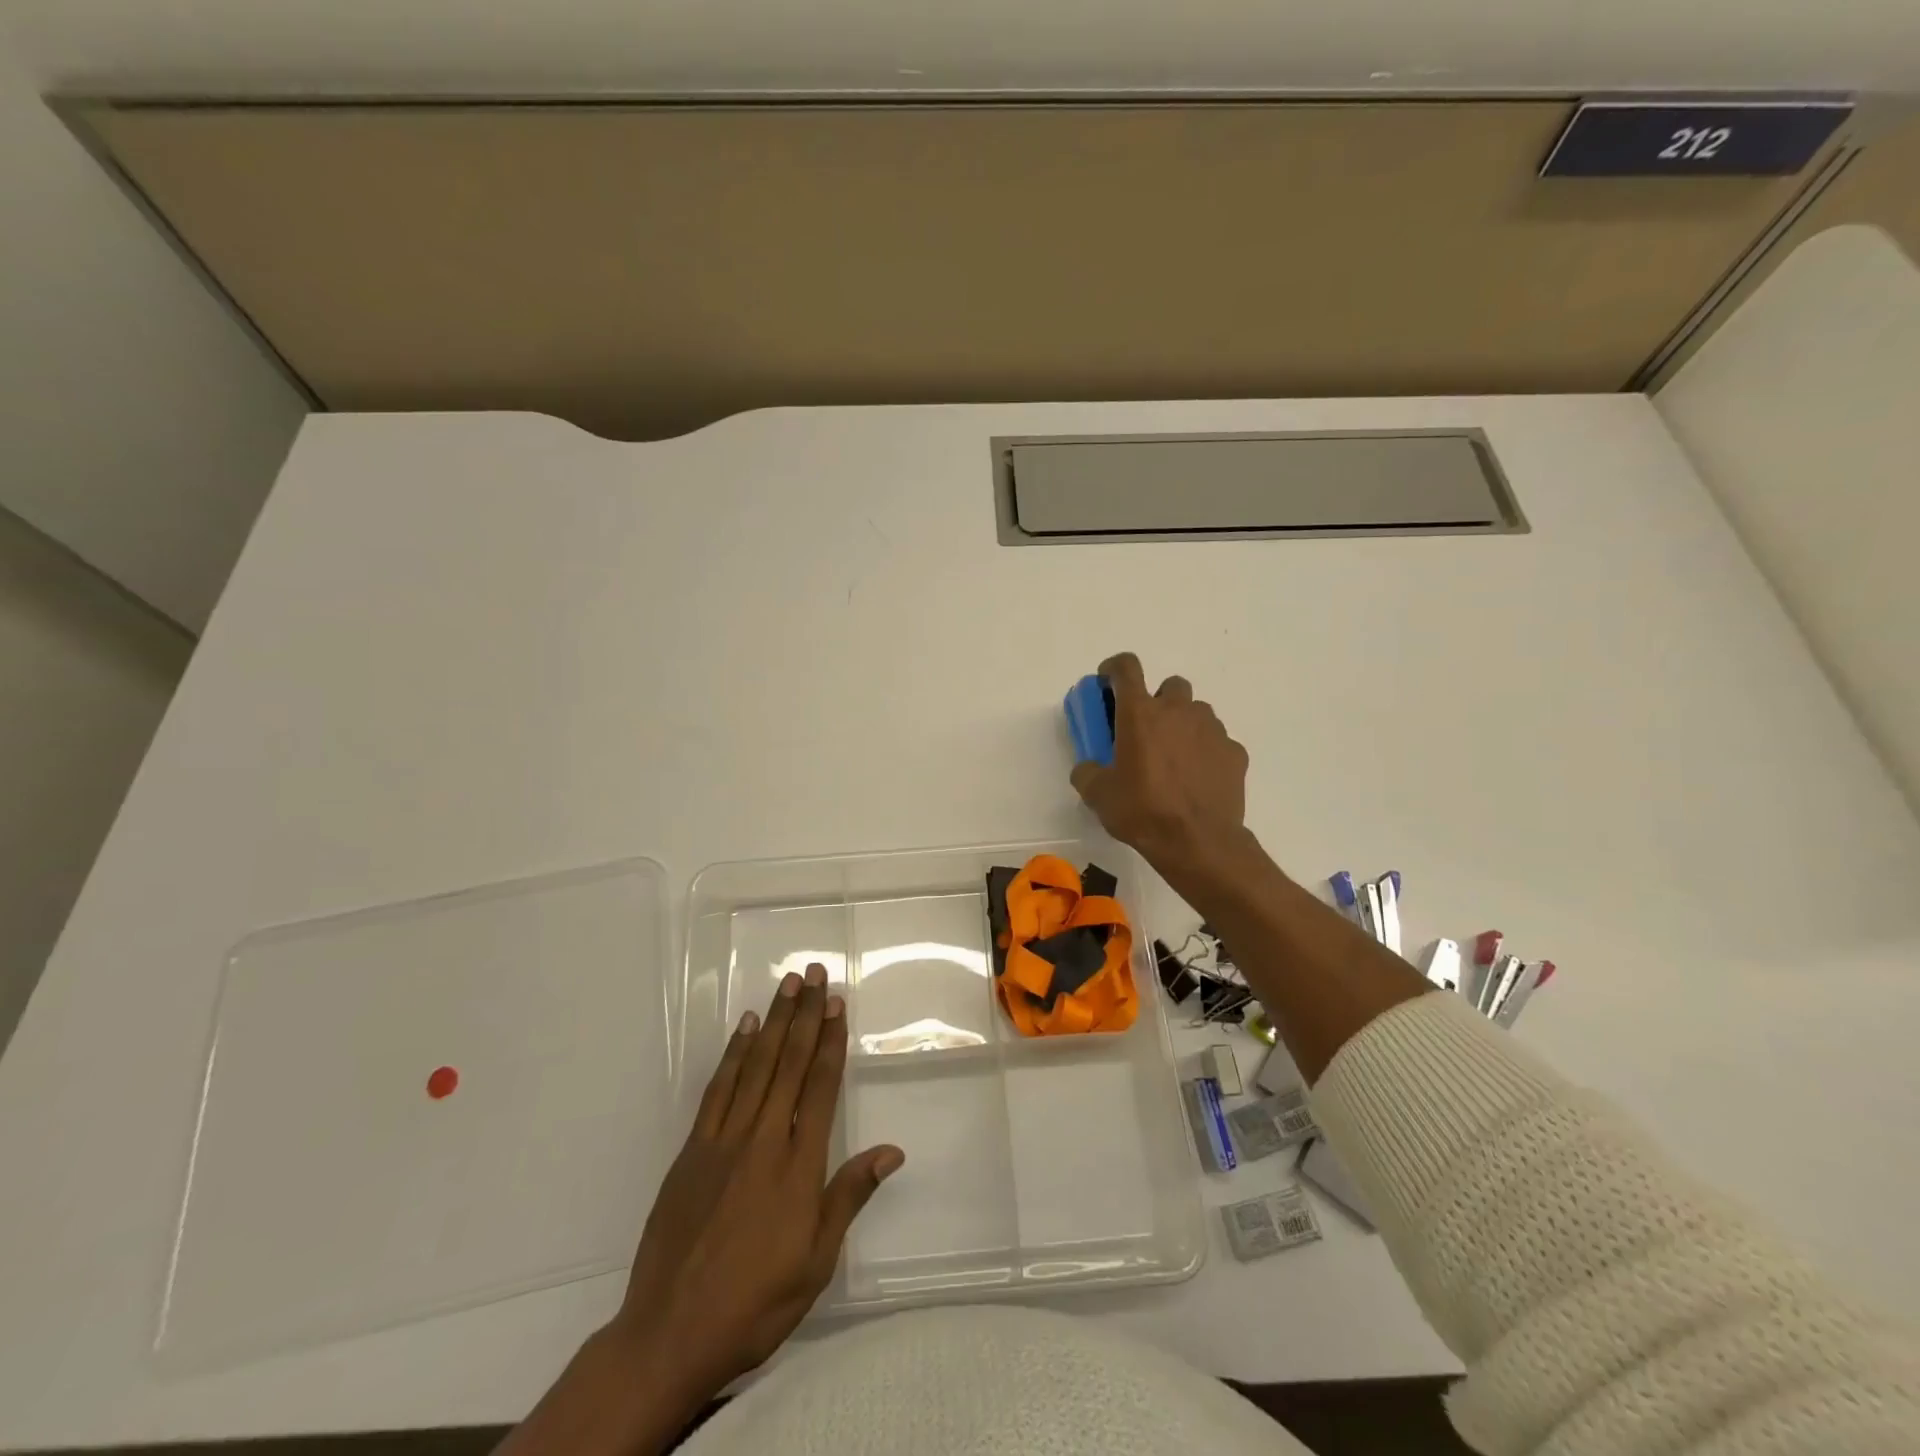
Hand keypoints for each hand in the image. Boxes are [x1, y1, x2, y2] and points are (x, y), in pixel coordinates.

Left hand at [607, 963, 903, 1405]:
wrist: (670, 1334)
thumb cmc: (755, 1303)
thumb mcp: (816, 1262)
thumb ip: (849, 1197)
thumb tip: (891, 1150)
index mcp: (798, 1166)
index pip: (819, 1087)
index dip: (830, 1040)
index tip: (837, 1003)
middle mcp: (763, 1140)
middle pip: (788, 1063)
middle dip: (805, 1015)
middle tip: (814, 973)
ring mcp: (723, 1141)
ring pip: (755, 1066)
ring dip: (773, 1021)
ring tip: (787, 985)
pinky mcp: (692, 1151)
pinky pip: (717, 1090)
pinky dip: (733, 1055)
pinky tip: (745, 1030)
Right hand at [1071, 652, 1250, 870]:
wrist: (1198, 842)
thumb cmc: (1142, 811)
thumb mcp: (1098, 795)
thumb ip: (1088, 772)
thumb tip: (1088, 767)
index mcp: (1140, 714)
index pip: (1126, 668)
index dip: (1114, 668)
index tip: (1107, 682)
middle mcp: (1178, 711)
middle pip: (1170, 686)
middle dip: (1158, 701)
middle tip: (1146, 732)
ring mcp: (1212, 729)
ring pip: (1197, 712)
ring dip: (1183, 725)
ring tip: (1174, 759)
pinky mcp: (1235, 752)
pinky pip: (1217, 742)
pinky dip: (1206, 752)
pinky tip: (1198, 779)